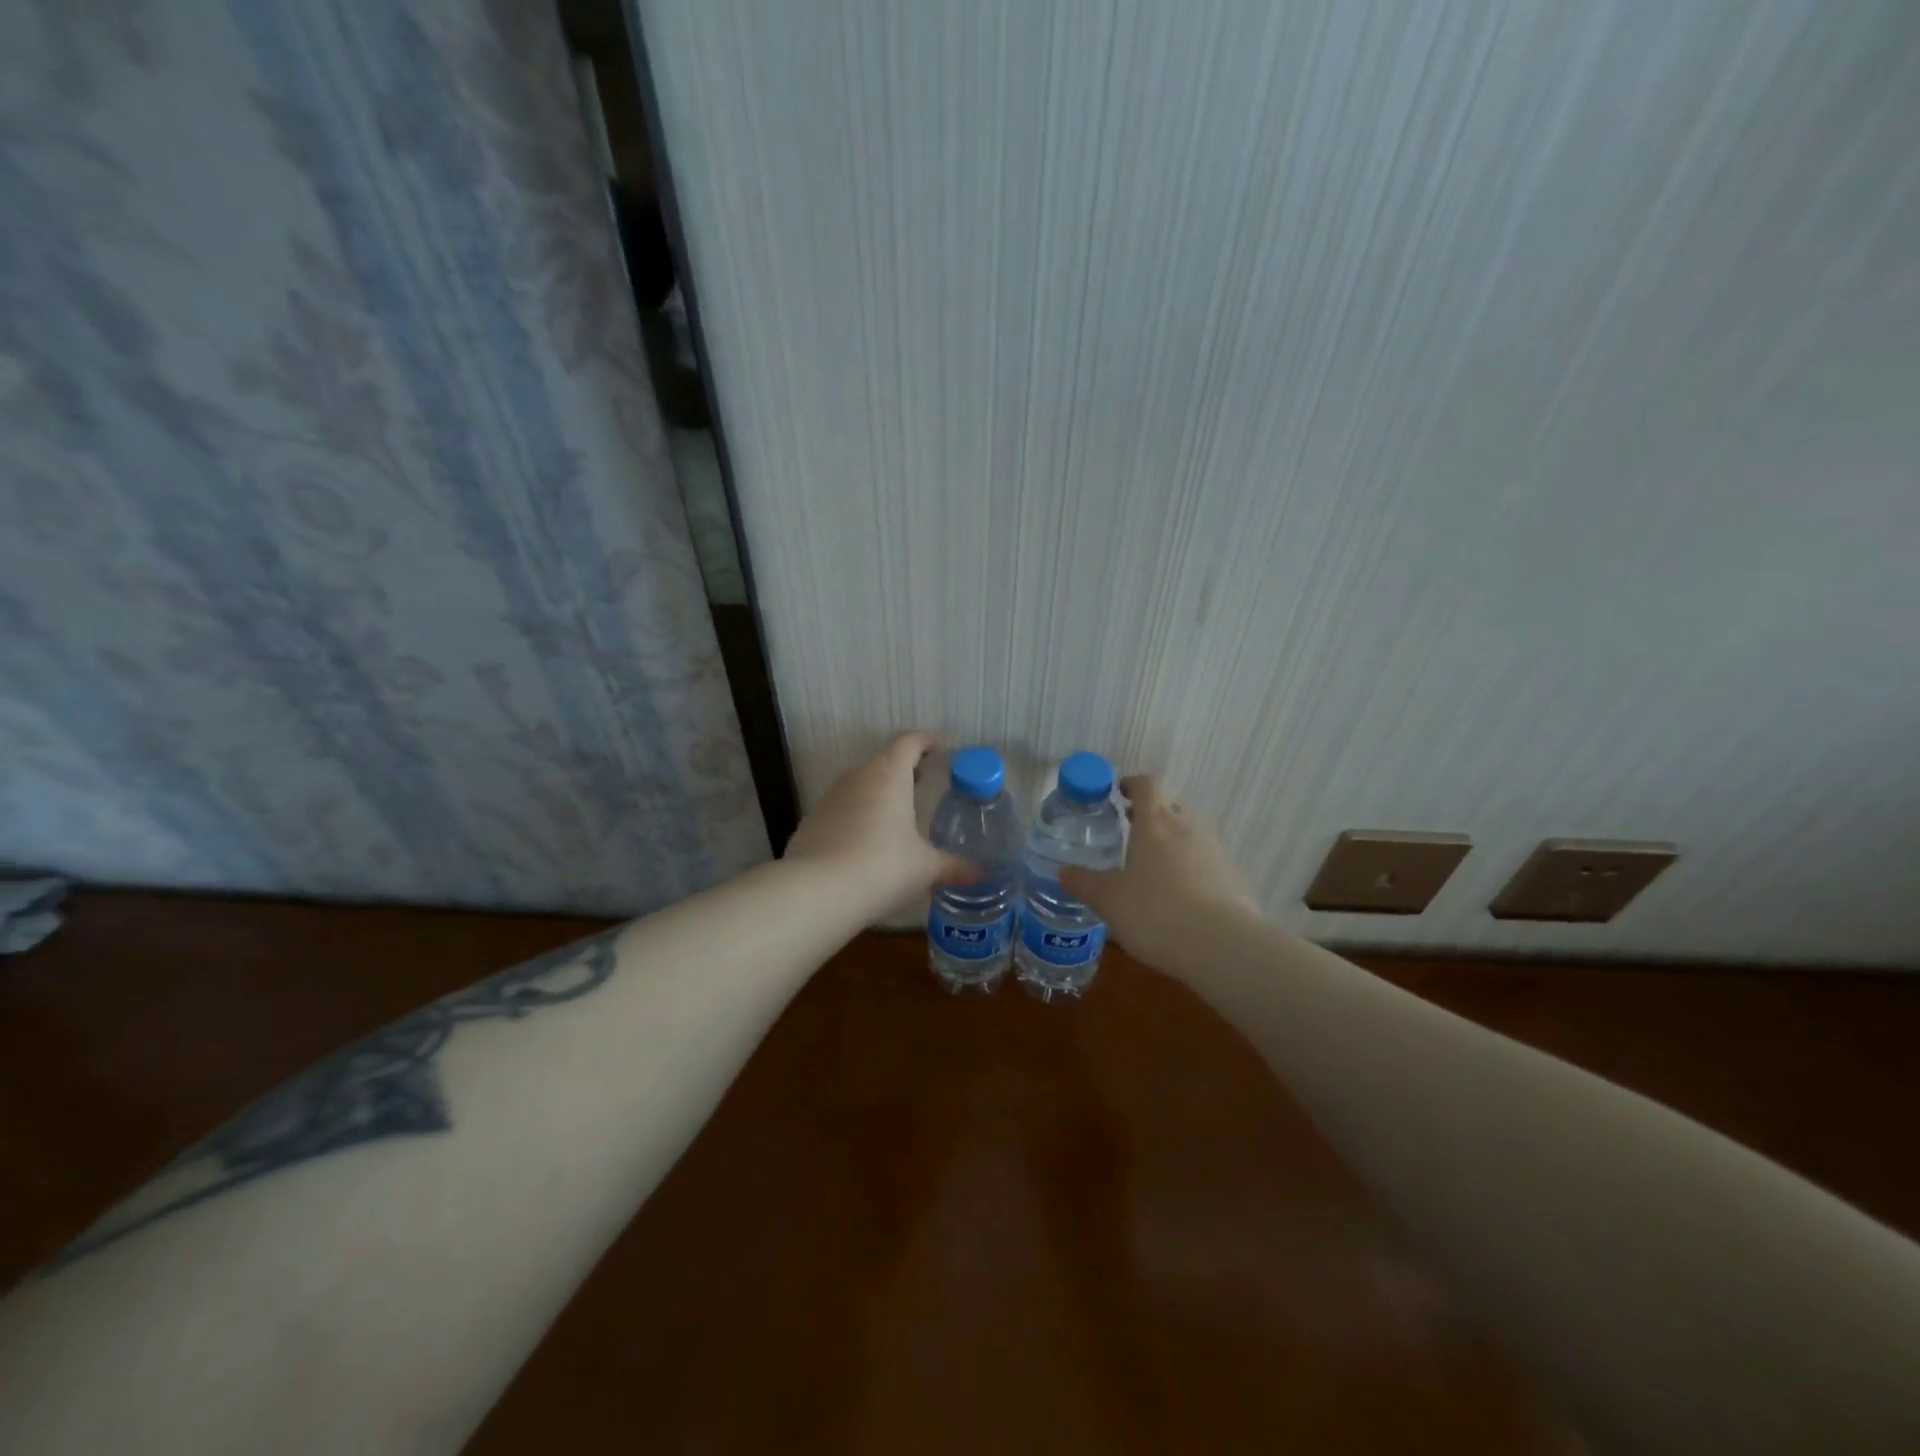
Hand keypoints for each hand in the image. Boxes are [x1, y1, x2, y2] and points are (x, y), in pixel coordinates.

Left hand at [784, 733, 968, 915]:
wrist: (817, 893)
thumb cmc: (882, 868)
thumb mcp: (926, 869)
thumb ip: (953, 867)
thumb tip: (979, 874)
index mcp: (889, 775)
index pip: (909, 742)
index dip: (926, 743)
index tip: (940, 752)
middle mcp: (858, 777)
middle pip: (884, 761)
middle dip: (905, 769)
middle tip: (924, 783)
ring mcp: (830, 798)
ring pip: (860, 784)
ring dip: (879, 793)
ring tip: (898, 815)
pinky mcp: (812, 821)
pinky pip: (842, 809)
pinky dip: (857, 816)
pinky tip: (866, 843)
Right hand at [1060, 774, 1258, 971]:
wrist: (1223, 946)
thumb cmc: (1155, 912)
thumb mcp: (1109, 900)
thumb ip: (1084, 883)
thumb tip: (1063, 872)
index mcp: (1155, 823)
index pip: (1147, 785)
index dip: (1132, 784)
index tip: (1118, 792)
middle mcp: (1187, 827)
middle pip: (1170, 806)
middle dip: (1149, 814)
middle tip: (1128, 830)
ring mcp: (1214, 851)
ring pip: (1189, 833)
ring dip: (1170, 841)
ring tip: (1150, 866)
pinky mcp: (1232, 877)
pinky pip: (1205, 861)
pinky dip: (1189, 868)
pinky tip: (1177, 895)